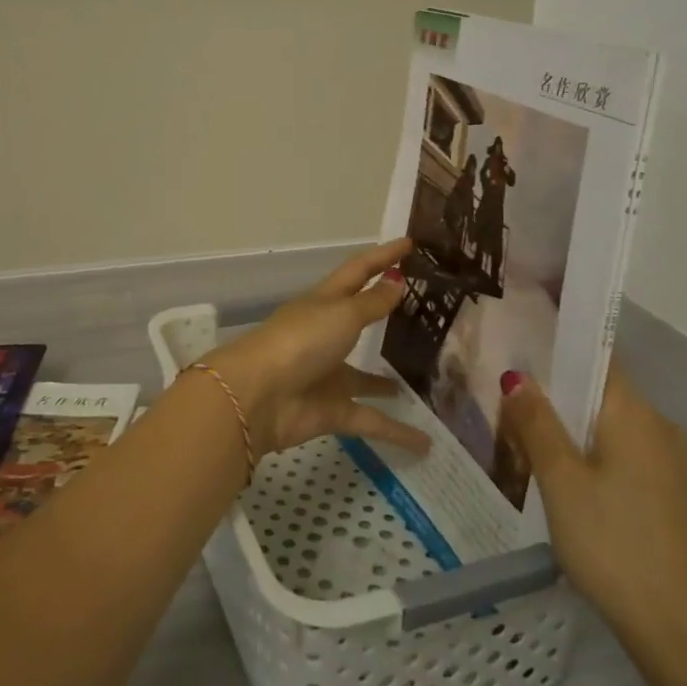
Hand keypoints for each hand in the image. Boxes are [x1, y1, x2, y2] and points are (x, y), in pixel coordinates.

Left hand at [202, 240, 431, 459]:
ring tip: (425, 381)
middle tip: (428, 312)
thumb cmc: (300, 341)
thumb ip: (371, 303)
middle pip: (361, 319)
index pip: (359, 271)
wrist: (259, 396)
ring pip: (366, 377)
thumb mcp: (341, 314)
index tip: (411, 243)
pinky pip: (371, 420)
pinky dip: (396, 432)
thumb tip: (396, 281)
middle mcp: (326, 335)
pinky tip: (426, 442)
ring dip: (388, 381)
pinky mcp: (331, 410)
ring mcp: (328, 374)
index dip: (383, 256)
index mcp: (325, 302)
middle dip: (387, 314)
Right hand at [499, 363, 686, 656]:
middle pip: (603, 394)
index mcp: (636, 414)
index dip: (562, 347)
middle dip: (560, 395)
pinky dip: (598, 455)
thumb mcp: (560, 480)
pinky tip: (572, 484)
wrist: (680, 630)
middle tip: (512, 404)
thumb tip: (518, 377)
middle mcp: (662, 428)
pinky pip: (630, 456)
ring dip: (577, 429)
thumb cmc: (611, 543)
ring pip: (615, 427)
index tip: (524, 346)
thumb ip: (537, 423)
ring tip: (532, 444)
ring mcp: (676, 465)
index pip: (598, 358)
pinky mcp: (677, 496)